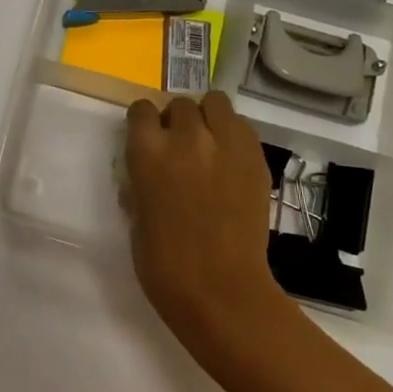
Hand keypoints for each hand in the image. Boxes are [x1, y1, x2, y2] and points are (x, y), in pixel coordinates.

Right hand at [123, 92, 295, 366]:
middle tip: (181, 147)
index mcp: (147, 151)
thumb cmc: (162, 262)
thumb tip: (146, 171)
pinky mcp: (256, 158)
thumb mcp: (136, 214)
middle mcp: (186, 137)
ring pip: (216, 102)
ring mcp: (226, 144)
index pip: (141, 109)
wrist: (219, 288)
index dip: (144, 122)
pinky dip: (234, 135)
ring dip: (208, 117)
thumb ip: (140, 182)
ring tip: (209, 143)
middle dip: (178, 120)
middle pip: (181, 104)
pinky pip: (243, 127)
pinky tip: (231, 160)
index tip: (148, 138)